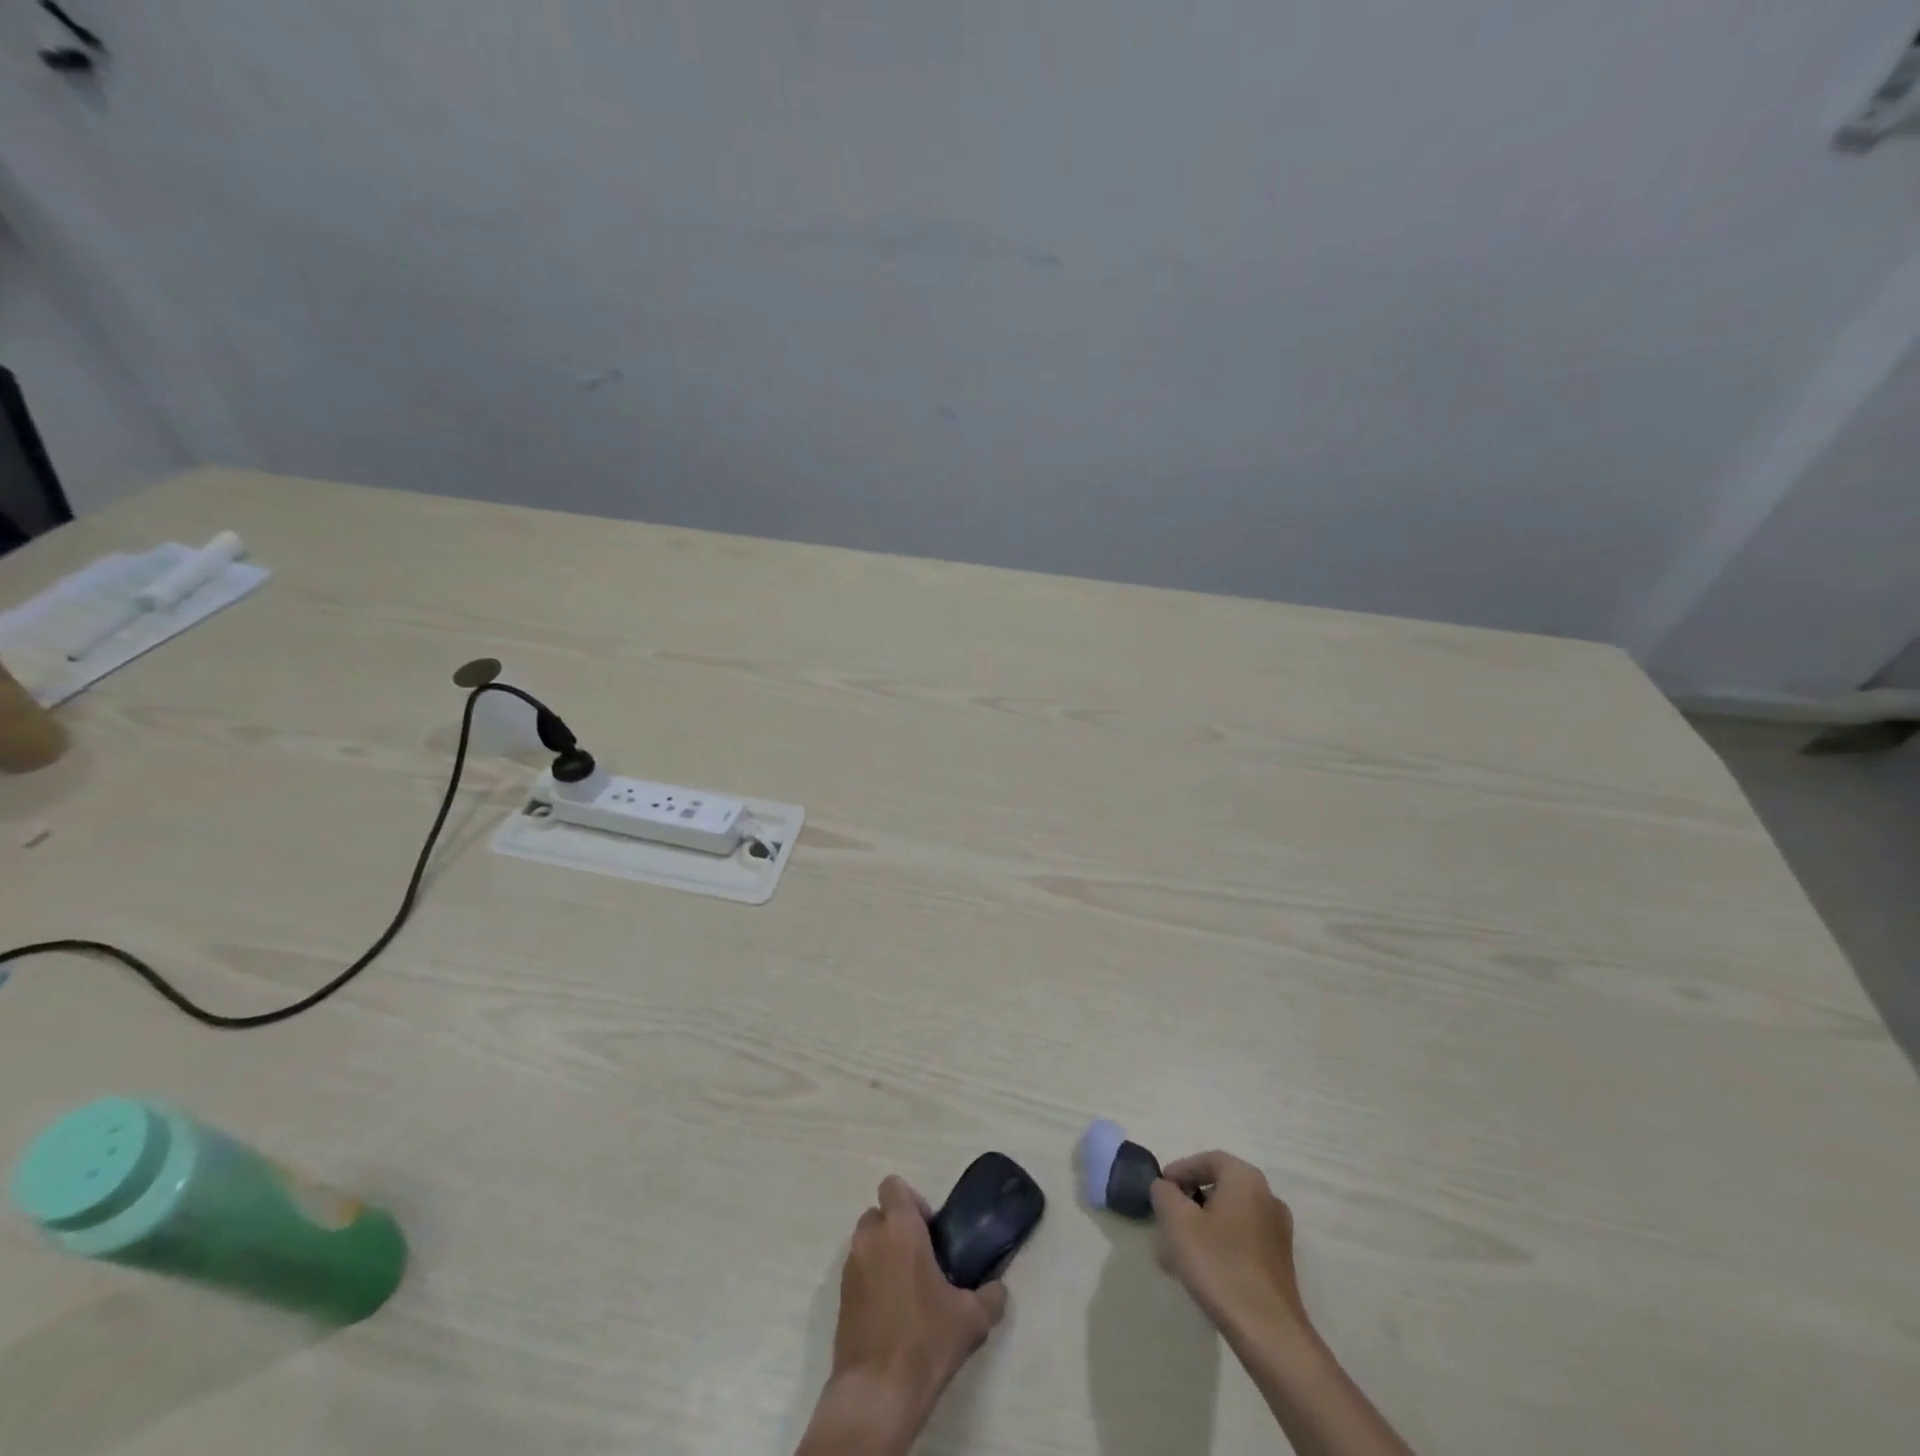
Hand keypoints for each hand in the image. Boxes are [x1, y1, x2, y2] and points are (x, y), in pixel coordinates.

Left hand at [798, 1176, 1007, 1455]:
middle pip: (879, 1213)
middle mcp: (870, 1239)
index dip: (912, 1201)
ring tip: (907, 1288)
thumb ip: (990, 1296)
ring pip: (866, 1243)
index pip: (893, 1186)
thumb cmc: (924, 1341)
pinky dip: (871, 1280)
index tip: (929, 1230)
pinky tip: (891, 1313)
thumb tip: (998, 1289)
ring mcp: (850, 1268)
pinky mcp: (839, 1298)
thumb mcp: (971, 1319)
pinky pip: (857, 1272)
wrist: (877, 1393)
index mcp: (900, 1229)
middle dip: (897, 1227)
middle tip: (921, 1257)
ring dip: (883, 1253)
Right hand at [1150, 1150, 1306, 1334]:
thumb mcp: (1177, 1221)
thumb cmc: (1219, 1264)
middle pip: (1219, 1188)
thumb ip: (1164, 1193)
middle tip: (1167, 1219)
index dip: (1180, 1170)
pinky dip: (1220, 1244)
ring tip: (1177, 1250)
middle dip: (1189, 1202)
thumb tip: (1165, 1188)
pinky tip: (1202, 1270)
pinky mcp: (1280, 1263)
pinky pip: (1242, 1240)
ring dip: (1202, 1226)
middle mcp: (1267, 1197)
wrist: (1268, 1332)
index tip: (1160, 1189)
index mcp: (1245, 1179)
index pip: (1207, 1160)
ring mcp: (1278, 1232)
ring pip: (1229, 1216)